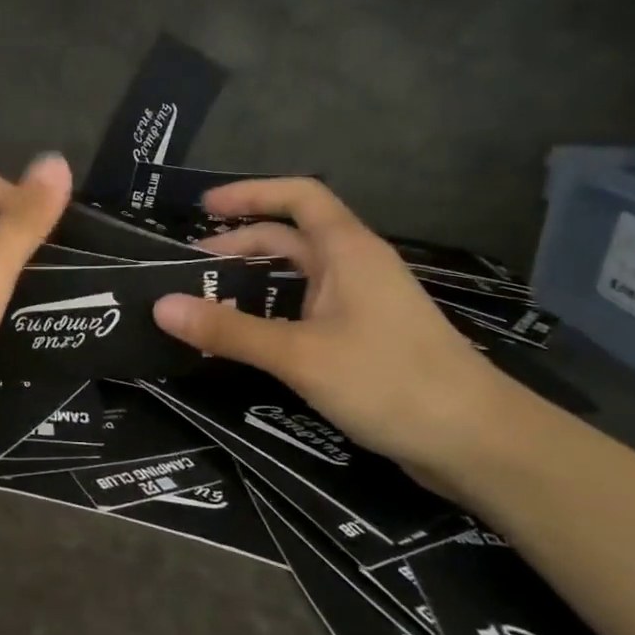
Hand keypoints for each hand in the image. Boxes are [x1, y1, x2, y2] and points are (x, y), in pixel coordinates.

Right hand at [151, 177, 501, 471]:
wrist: (474, 441)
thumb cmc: (388, 380)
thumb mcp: (298, 354)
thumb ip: (229, 330)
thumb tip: (161, 306)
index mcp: (347, 250)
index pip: (298, 196)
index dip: (250, 194)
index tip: (204, 208)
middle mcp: (355, 268)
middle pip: (291, 239)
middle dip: (240, 246)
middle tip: (190, 270)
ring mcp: (363, 305)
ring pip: (298, 279)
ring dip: (254, 284)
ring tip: (207, 303)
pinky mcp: (365, 340)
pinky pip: (307, 312)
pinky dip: (273, 315)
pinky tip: (248, 341)